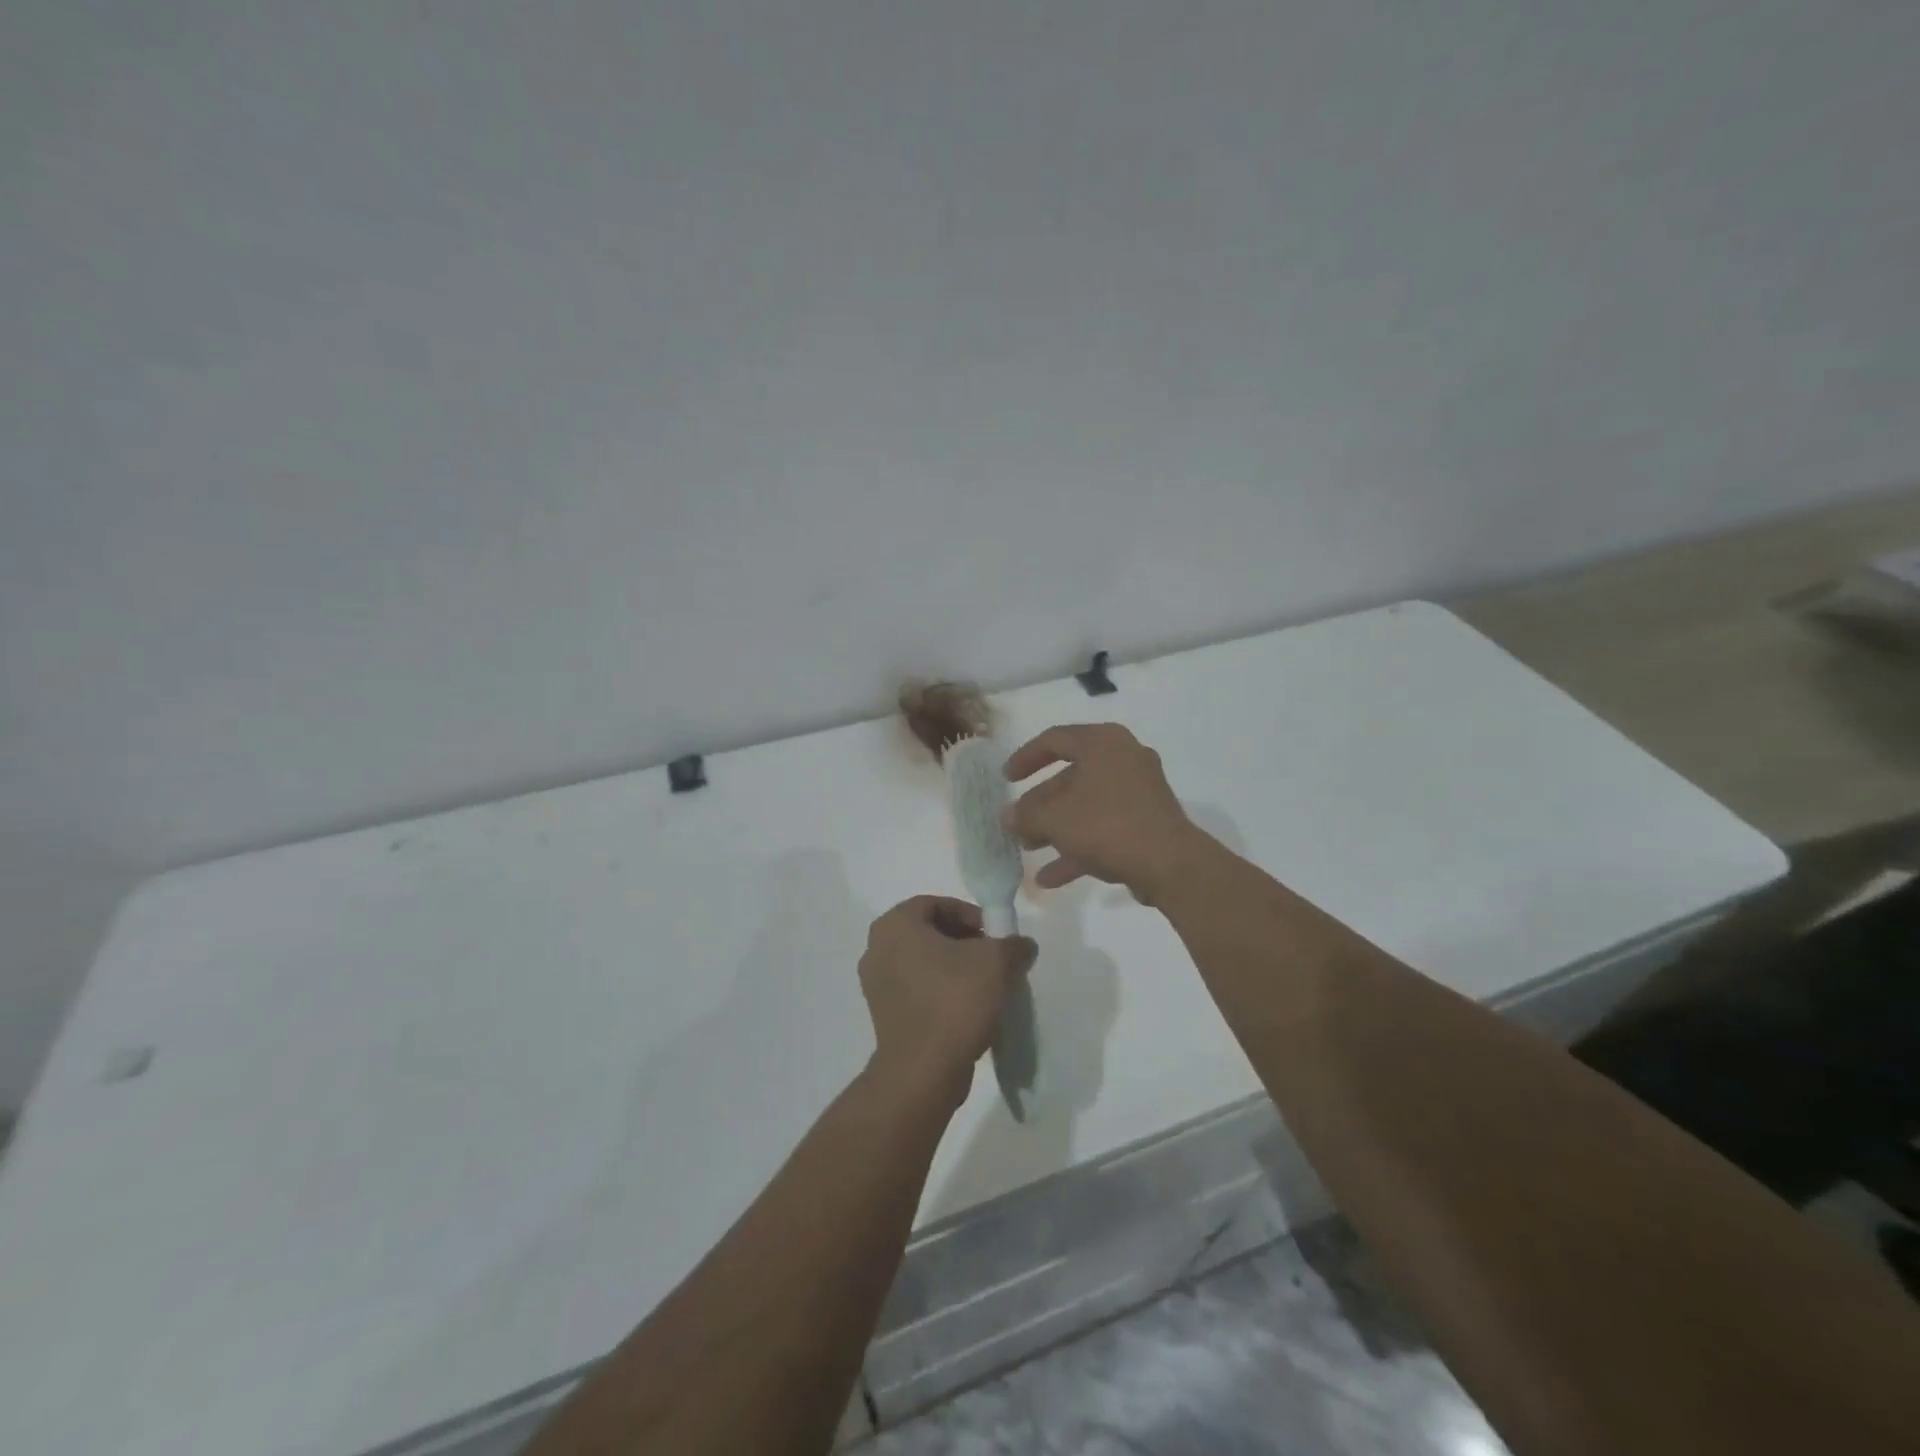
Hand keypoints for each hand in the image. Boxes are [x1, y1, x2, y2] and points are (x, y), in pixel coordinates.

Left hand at [858, 897, 1036, 1107]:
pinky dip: (941, 991)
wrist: (923, 1071)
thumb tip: (1022, 946)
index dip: (970, 914)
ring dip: (954, 967)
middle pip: (929, 932)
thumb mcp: (997, 962)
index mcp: (895, 925)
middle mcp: (877, 948)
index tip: (994, 935)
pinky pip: (917, 989)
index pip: (936, 904)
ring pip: (923, 962)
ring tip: (985, 985)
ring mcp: (876, 983)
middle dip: (964, 941)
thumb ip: (1013, 945)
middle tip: (993, 958)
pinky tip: (969, 1009)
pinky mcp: (883, 1014)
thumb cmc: (955, 1001)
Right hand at [1003, 723, 1209, 901]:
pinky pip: (1105, 827)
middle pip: (1071, 777)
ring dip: (1056, 828)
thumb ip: (1025, 816)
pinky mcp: (1148, 821)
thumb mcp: (1055, 820)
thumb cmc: (1106, 825)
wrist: (1170, 864)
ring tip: (1028, 850)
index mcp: (1102, 743)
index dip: (1025, 757)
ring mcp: (1139, 791)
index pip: (1054, 739)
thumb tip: (1007, 817)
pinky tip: (1050, 878)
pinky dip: (1079, 846)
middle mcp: (1123, 758)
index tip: (1006, 779)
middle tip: (1017, 823)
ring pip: (1087, 805)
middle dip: (1040, 804)